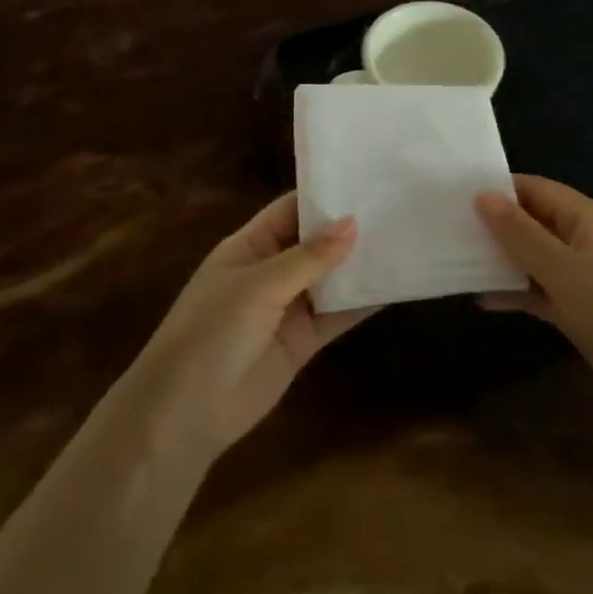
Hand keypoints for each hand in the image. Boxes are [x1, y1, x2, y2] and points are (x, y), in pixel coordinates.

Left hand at [126, 195, 372, 464]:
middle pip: (315, 242)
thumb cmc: (212, 331)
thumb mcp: (259, 285)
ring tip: (406, 241)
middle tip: (398, 208)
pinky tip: (395, 287)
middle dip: (349, 229)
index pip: (290, 209)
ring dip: (360, 265)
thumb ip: (308, 257)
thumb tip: (352, 223)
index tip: (366, 181)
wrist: (186, 412)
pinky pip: (337, 315)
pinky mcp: (302, 341)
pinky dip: (362, 303)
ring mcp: (287, 307)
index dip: (323, 197)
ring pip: (330, 278)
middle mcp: (270, 270)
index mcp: (249, 246)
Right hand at [475, 176, 592, 421]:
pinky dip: (516, 292)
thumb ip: (521, 235)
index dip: (497, 189)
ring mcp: (584, 276)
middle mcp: (585, 240)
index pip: (535, 189)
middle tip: (445, 227)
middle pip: (533, 222)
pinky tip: (483, 300)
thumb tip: (482, 196)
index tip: (452, 194)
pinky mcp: (582, 309)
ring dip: (501, 260)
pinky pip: (541, 291)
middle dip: (494, 224)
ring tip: (454, 259)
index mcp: (588, 218)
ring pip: (534, 258)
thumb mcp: (565, 271)